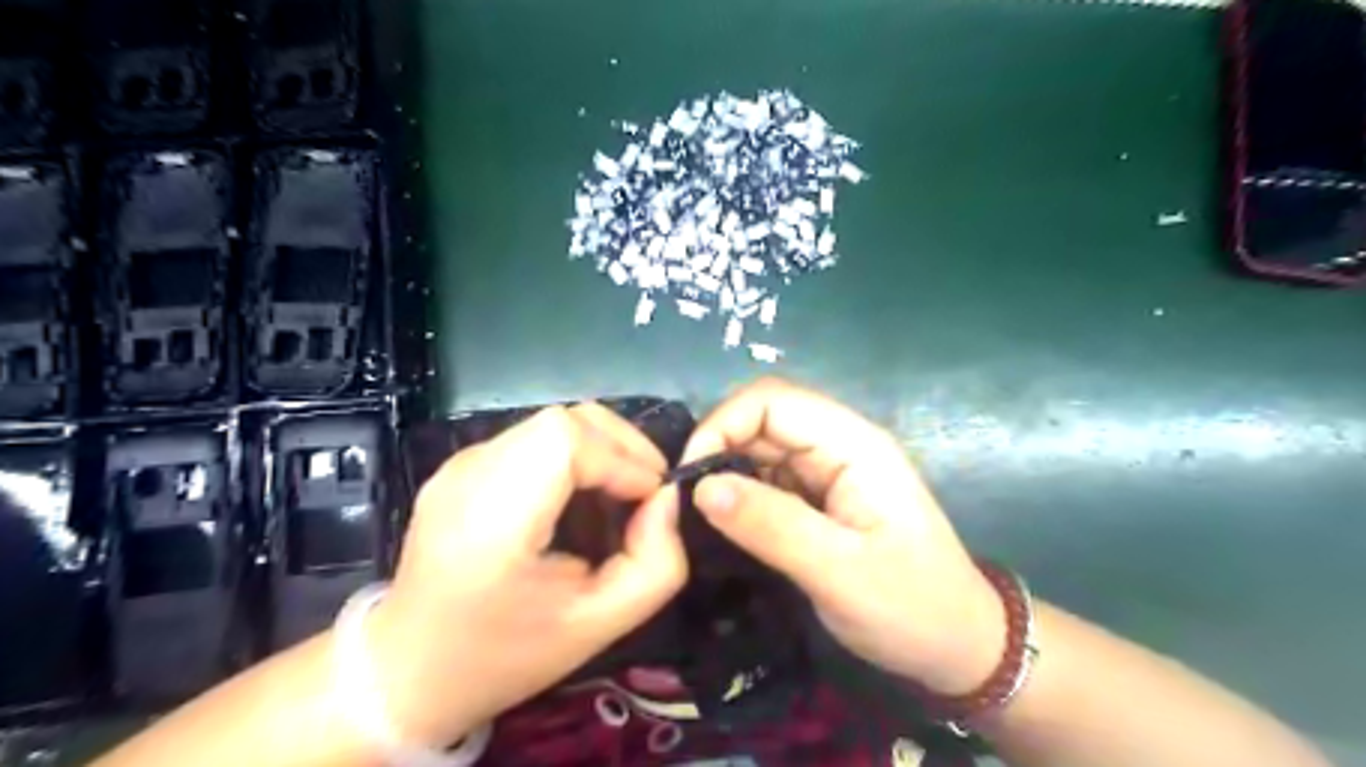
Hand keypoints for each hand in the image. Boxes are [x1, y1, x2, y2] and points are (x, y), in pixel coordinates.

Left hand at [363, 404, 687, 745]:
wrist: (406, 672)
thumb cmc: (503, 657)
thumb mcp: (598, 627)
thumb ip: (655, 563)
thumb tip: (666, 499)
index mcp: (493, 520)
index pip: (566, 440)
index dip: (622, 459)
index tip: (652, 498)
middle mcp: (469, 476)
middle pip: (563, 420)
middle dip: (620, 445)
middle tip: (647, 489)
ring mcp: (459, 464)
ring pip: (551, 424)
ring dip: (599, 448)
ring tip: (620, 491)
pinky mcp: (461, 466)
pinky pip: (533, 439)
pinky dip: (573, 454)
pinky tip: (580, 495)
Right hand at [690, 377, 1007, 694]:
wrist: (959, 647)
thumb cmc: (911, 608)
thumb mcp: (839, 572)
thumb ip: (771, 525)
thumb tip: (700, 487)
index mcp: (853, 444)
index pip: (772, 401)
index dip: (722, 424)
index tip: (690, 477)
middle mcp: (839, 444)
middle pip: (763, 418)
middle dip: (717, 447)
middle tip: (683, 501)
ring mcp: (829, 470)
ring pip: (761, 448)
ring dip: (724, 471)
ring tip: (694, 513)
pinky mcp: (820, 496)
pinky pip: (768, 478)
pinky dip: (739, 493)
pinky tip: (722, 522)